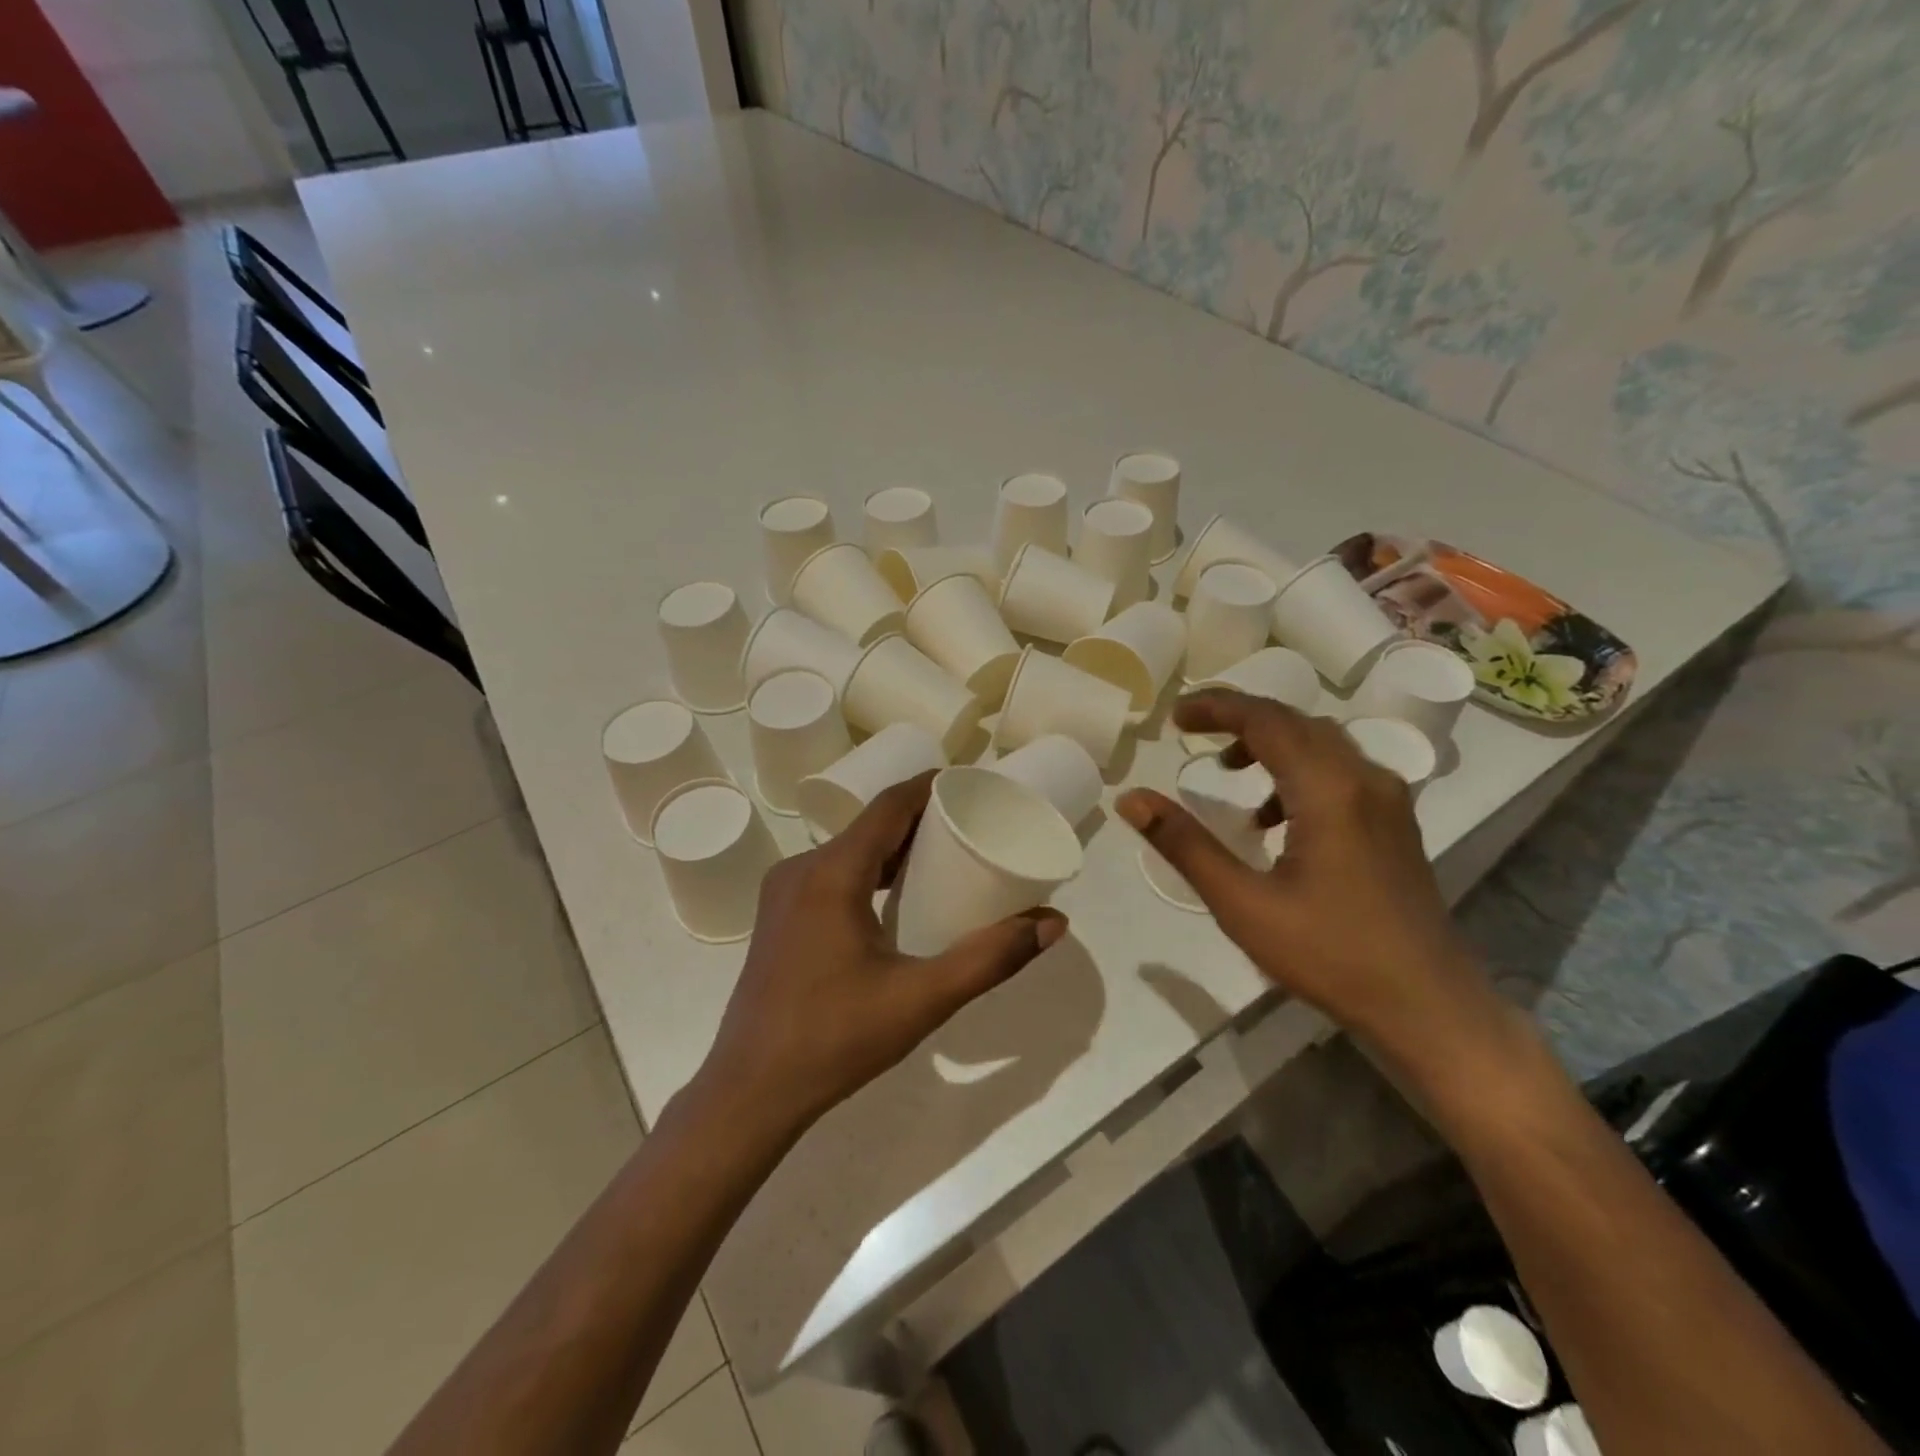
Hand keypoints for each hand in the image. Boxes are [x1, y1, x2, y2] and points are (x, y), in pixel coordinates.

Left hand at [698, 772, 1067, 1136]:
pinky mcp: (777, 918)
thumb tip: (1053, 923)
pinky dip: (868, 871)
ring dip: (893, 848)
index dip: (930, 788)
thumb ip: (991, 958)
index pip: (889, 806)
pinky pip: (830, 873)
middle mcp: (801, 869)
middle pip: (869, 825)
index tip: (972, 787)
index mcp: (832, 873)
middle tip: (970, 826)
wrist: (750, 1092)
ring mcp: (782, 894)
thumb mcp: (923, 998)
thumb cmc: (836, 1039)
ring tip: (942, 859)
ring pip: (848, 850)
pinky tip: (894, 898)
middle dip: (919, 819)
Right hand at [1116, 690, 1500, 1060]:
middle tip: (1192, 732)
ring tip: (1229, 773)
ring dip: (1271, 744)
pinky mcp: (1395, 824)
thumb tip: (1131, 799)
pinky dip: (1299, 772)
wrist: (1428, 1008)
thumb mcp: (1242, 903)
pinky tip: (1275, 819)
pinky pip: (1341, 771)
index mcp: (1329, 790)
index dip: (1217, 708)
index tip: (1174, 719)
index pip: (1267, 720)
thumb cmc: (1330, 955)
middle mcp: (1365, 779)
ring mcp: (1388, 800)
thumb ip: (1185, 845)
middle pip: (1296, 723)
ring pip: (1322, 744)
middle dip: (1240, 719)